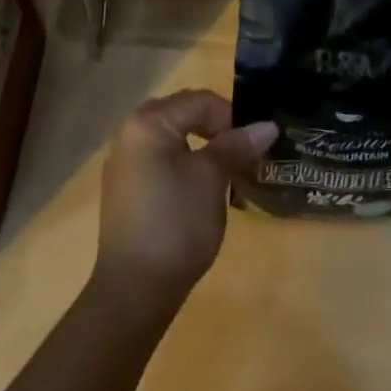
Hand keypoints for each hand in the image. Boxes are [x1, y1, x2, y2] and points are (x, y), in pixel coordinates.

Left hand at [94, 89, 276, 309]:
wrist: (134, 290)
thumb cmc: (176, 224)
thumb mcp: (212, 179)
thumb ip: (236, 146)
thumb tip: (267, 126)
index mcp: (148, 121)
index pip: (199, 100)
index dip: (231, 118)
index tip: (252, 146)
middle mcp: (129, 131)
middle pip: (182, 113)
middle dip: (214, 128)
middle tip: (240, 155)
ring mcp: (123, 160)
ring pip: (170, 136)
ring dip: (199, 146)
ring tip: (223, 172)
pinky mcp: (124, 187)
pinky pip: (158, 158)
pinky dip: (181, 163)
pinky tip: (196, 190)